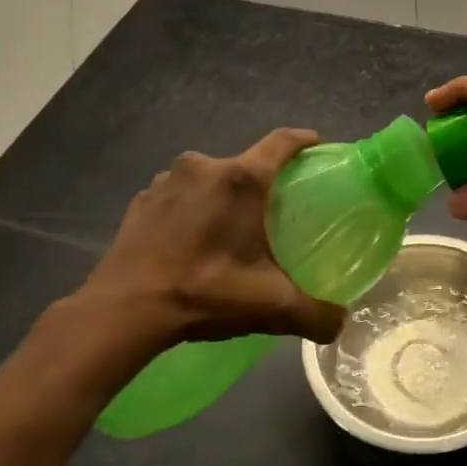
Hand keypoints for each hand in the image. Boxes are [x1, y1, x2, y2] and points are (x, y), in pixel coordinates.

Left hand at [61, 129, 345, 358]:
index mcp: (242, 180)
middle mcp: (204, 167)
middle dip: (262, 184)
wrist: (125, 309)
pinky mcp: (141, 199)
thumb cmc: (205, 293)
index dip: (304, 141)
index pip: (282, 142)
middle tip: (274, 214)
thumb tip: (341, 324)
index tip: (317, 148)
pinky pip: (178, 195)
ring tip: (229, 231)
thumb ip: (316, 315)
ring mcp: (166, 180)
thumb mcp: (271, 307)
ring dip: (223, 197)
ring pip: (210, 180)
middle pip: (245, 164)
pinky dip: (191, 210)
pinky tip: (190, 241)